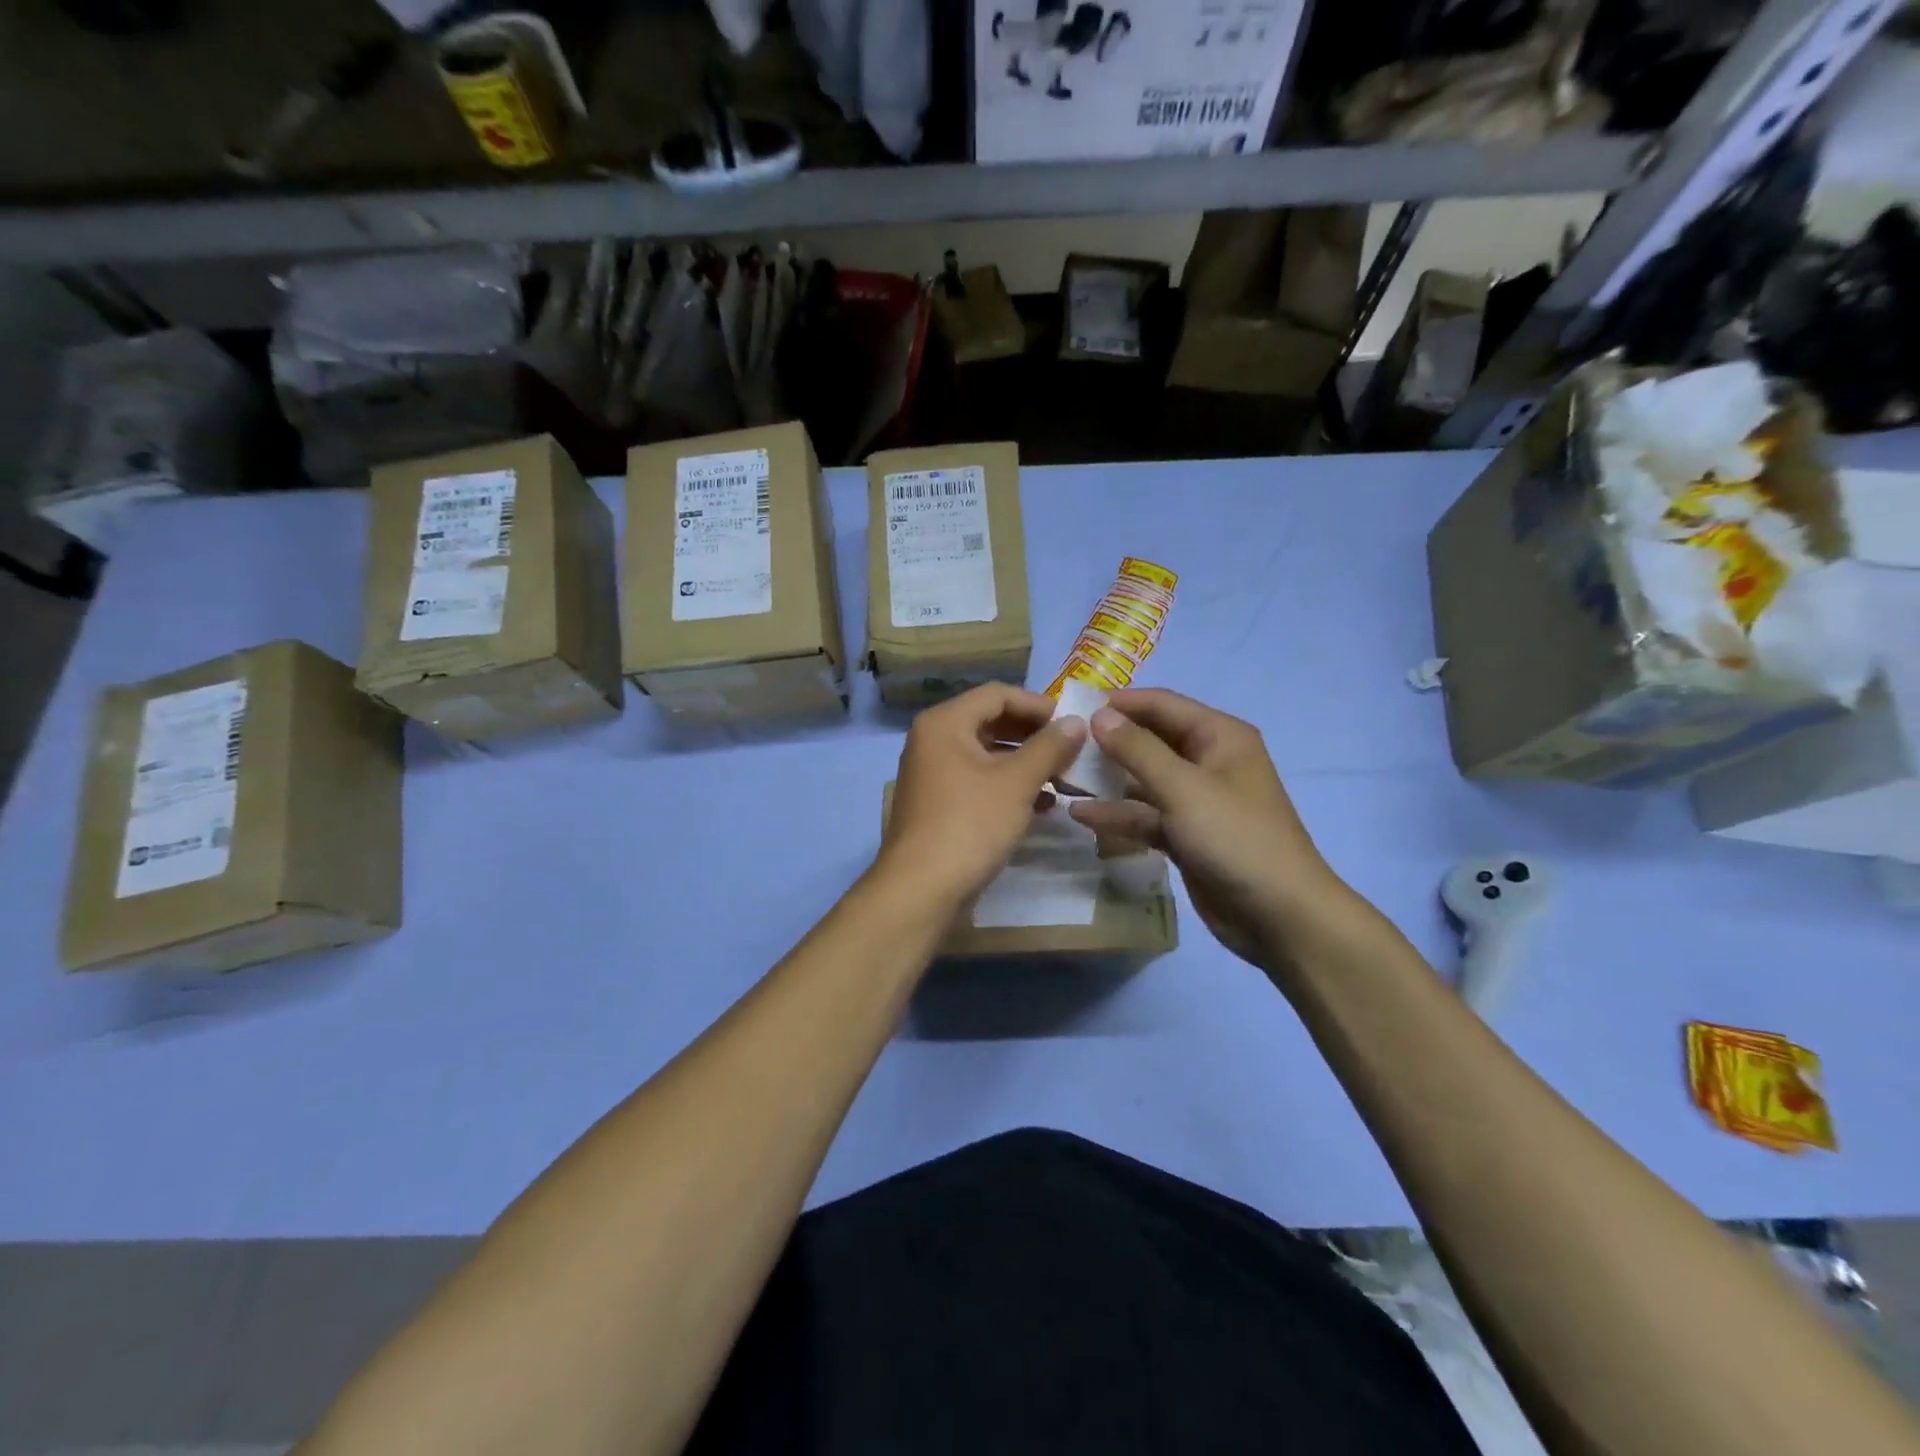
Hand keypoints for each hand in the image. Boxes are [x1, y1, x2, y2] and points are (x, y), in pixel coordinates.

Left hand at [879, 684, 1088, 905]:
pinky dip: (1009, 787)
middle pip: (991, 722)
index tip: (1073, 722)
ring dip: (1026, 763)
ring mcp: (933, 774)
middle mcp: (933, 740)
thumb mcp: (1017, 782)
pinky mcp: (939, 804)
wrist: (922, 889)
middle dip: (1034, 735)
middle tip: (1072, 750)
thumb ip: (1049, 747)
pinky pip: (979, 782)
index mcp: (945, 723)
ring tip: (1064, 778)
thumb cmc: (970, 824)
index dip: (1038, 704)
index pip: (997, 694)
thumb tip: (1077, 722)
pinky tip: (1042, 804)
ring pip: (987, 755)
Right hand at [1067, 689, 1346, 969]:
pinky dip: (1118, 814)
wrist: (1280, 915)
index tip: (1071, 707)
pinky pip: (1146, 814)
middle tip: (1060, 744)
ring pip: (1143, 780)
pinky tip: (1080, 814)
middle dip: (1108, 742)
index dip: (1118, 703)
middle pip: (1150, 740)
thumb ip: (1138, 750)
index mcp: (1219, 737)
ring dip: (1107, 779)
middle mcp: (1208, 760)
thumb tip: (1099, 715)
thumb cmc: (1235, 838)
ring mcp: (1196, 800)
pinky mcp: (1186, 834)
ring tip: (1060, 777)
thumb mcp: (1183, 788)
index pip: (1161, 705)